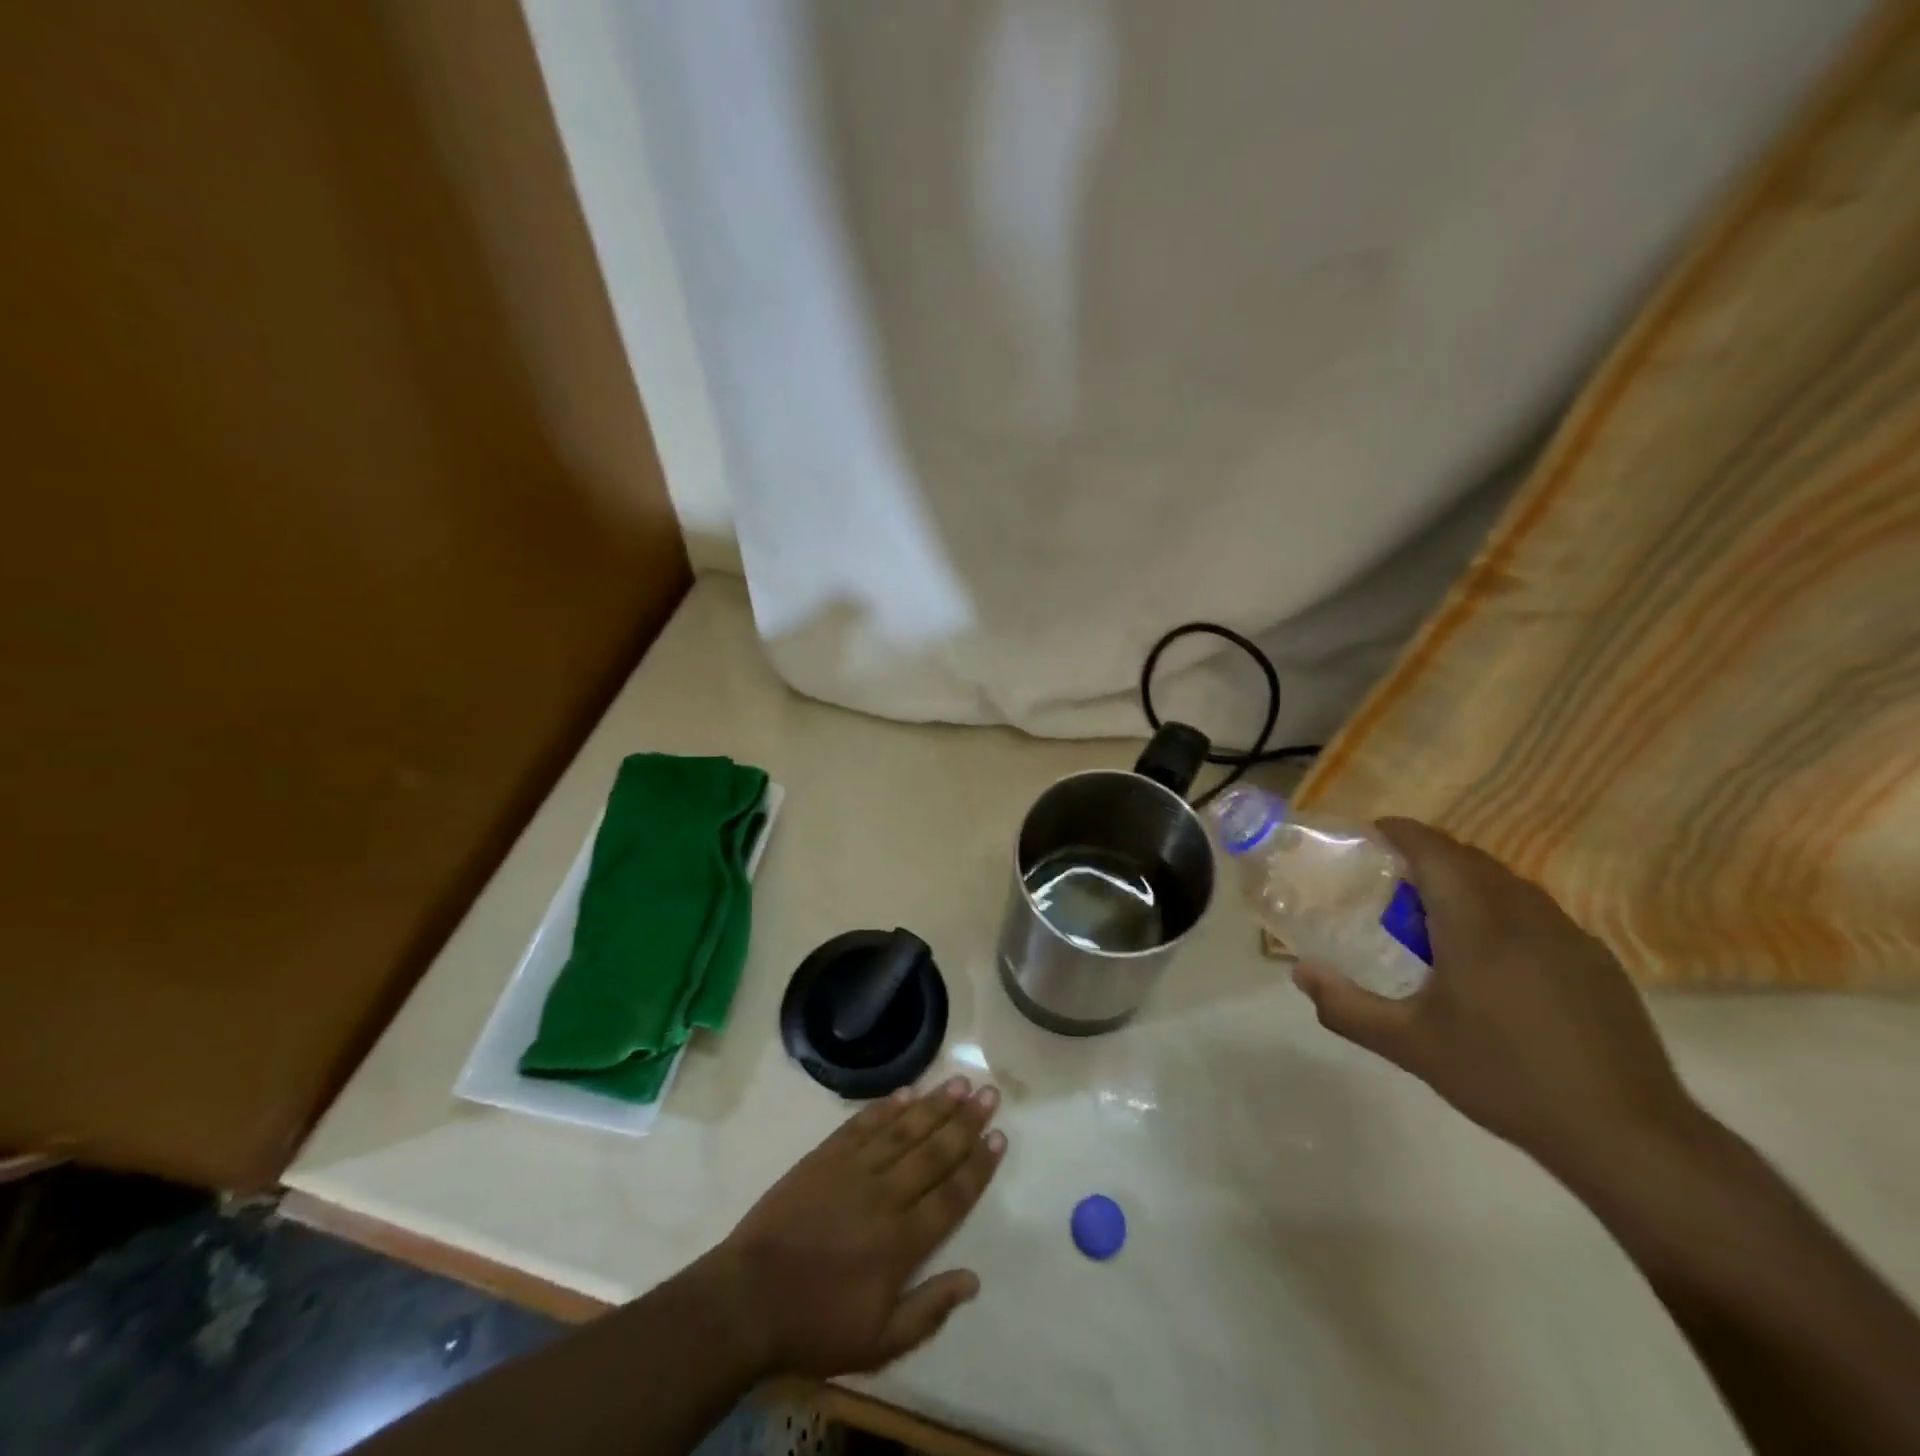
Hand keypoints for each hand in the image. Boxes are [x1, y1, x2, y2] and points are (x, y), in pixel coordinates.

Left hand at [703, 1077, 1006, 1378]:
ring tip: (958, 1082)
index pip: (952, 1194)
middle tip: (989, 1093)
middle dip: (966, 1122)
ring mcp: (854, 1170)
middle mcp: (885, 1195)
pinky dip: (886, 1107)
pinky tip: (906, 1092)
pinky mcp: (826, 1156)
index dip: (979, 1165)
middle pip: (934, 1152)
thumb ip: (928, 1311)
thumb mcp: (877, 1343)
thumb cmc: (815, 1324)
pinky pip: (863, 1124)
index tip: (999, 1136)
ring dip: (934, 1105)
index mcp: (902, 1241)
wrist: (748, 1298)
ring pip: (904, 1129)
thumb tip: (972, 1279)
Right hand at [1292, 818, 1698, 1180]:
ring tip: (1435, 920)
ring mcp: (1568, 935)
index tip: (1370, 834)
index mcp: (1477, 922)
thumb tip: (1301, 972)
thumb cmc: (1504, 1077)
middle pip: (1469, 859)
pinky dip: (1499, 910)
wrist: (1627, 1134)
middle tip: (1390, 884)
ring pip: (1505, 884)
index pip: (1434, 849)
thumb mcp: (1409, 1045)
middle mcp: (1525, 913)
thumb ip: (1347, 1006)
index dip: (1399, 832)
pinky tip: (1491, 961)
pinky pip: (1535, 912)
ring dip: (1465, 883)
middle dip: (1427, 856)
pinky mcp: (1596, 961)